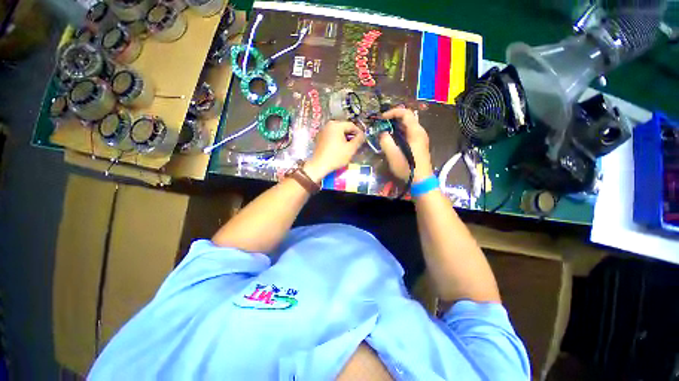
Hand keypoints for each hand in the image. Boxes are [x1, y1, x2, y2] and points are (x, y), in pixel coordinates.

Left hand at [305, 121, 364, 181]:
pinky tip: (340, 148)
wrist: (319, 165)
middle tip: (356, 143)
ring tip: (349, 146)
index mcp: (336, 125)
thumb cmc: (336, 156)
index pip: (351, 125)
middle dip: (351, 135)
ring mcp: (323, 131)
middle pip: (344, 128)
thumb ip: (358, 140)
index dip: (359, 132)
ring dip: (344, 138)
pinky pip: (331, 136)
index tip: (363, 139)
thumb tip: (362, 135)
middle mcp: (328, 125)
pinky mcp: (320, 138)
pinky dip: (337, 140)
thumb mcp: (351, 149)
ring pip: (337, 132)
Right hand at [378, 108, 432, 181]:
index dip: (392, 112)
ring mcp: (421, 138)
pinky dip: (399, 131)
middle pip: (407, 117)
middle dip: (393, 118)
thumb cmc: (407, 167)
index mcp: (416, 132)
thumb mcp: (393, 155)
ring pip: (408, 125)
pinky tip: (392, 138)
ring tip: (385, 130)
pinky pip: (409, 132)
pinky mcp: (419, 144)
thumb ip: (386, 141)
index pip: (405, 113)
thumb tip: (382, 133)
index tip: (382, 118)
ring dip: (396, 125)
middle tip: (382, 123)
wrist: (422, 180)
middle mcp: (420, 131)